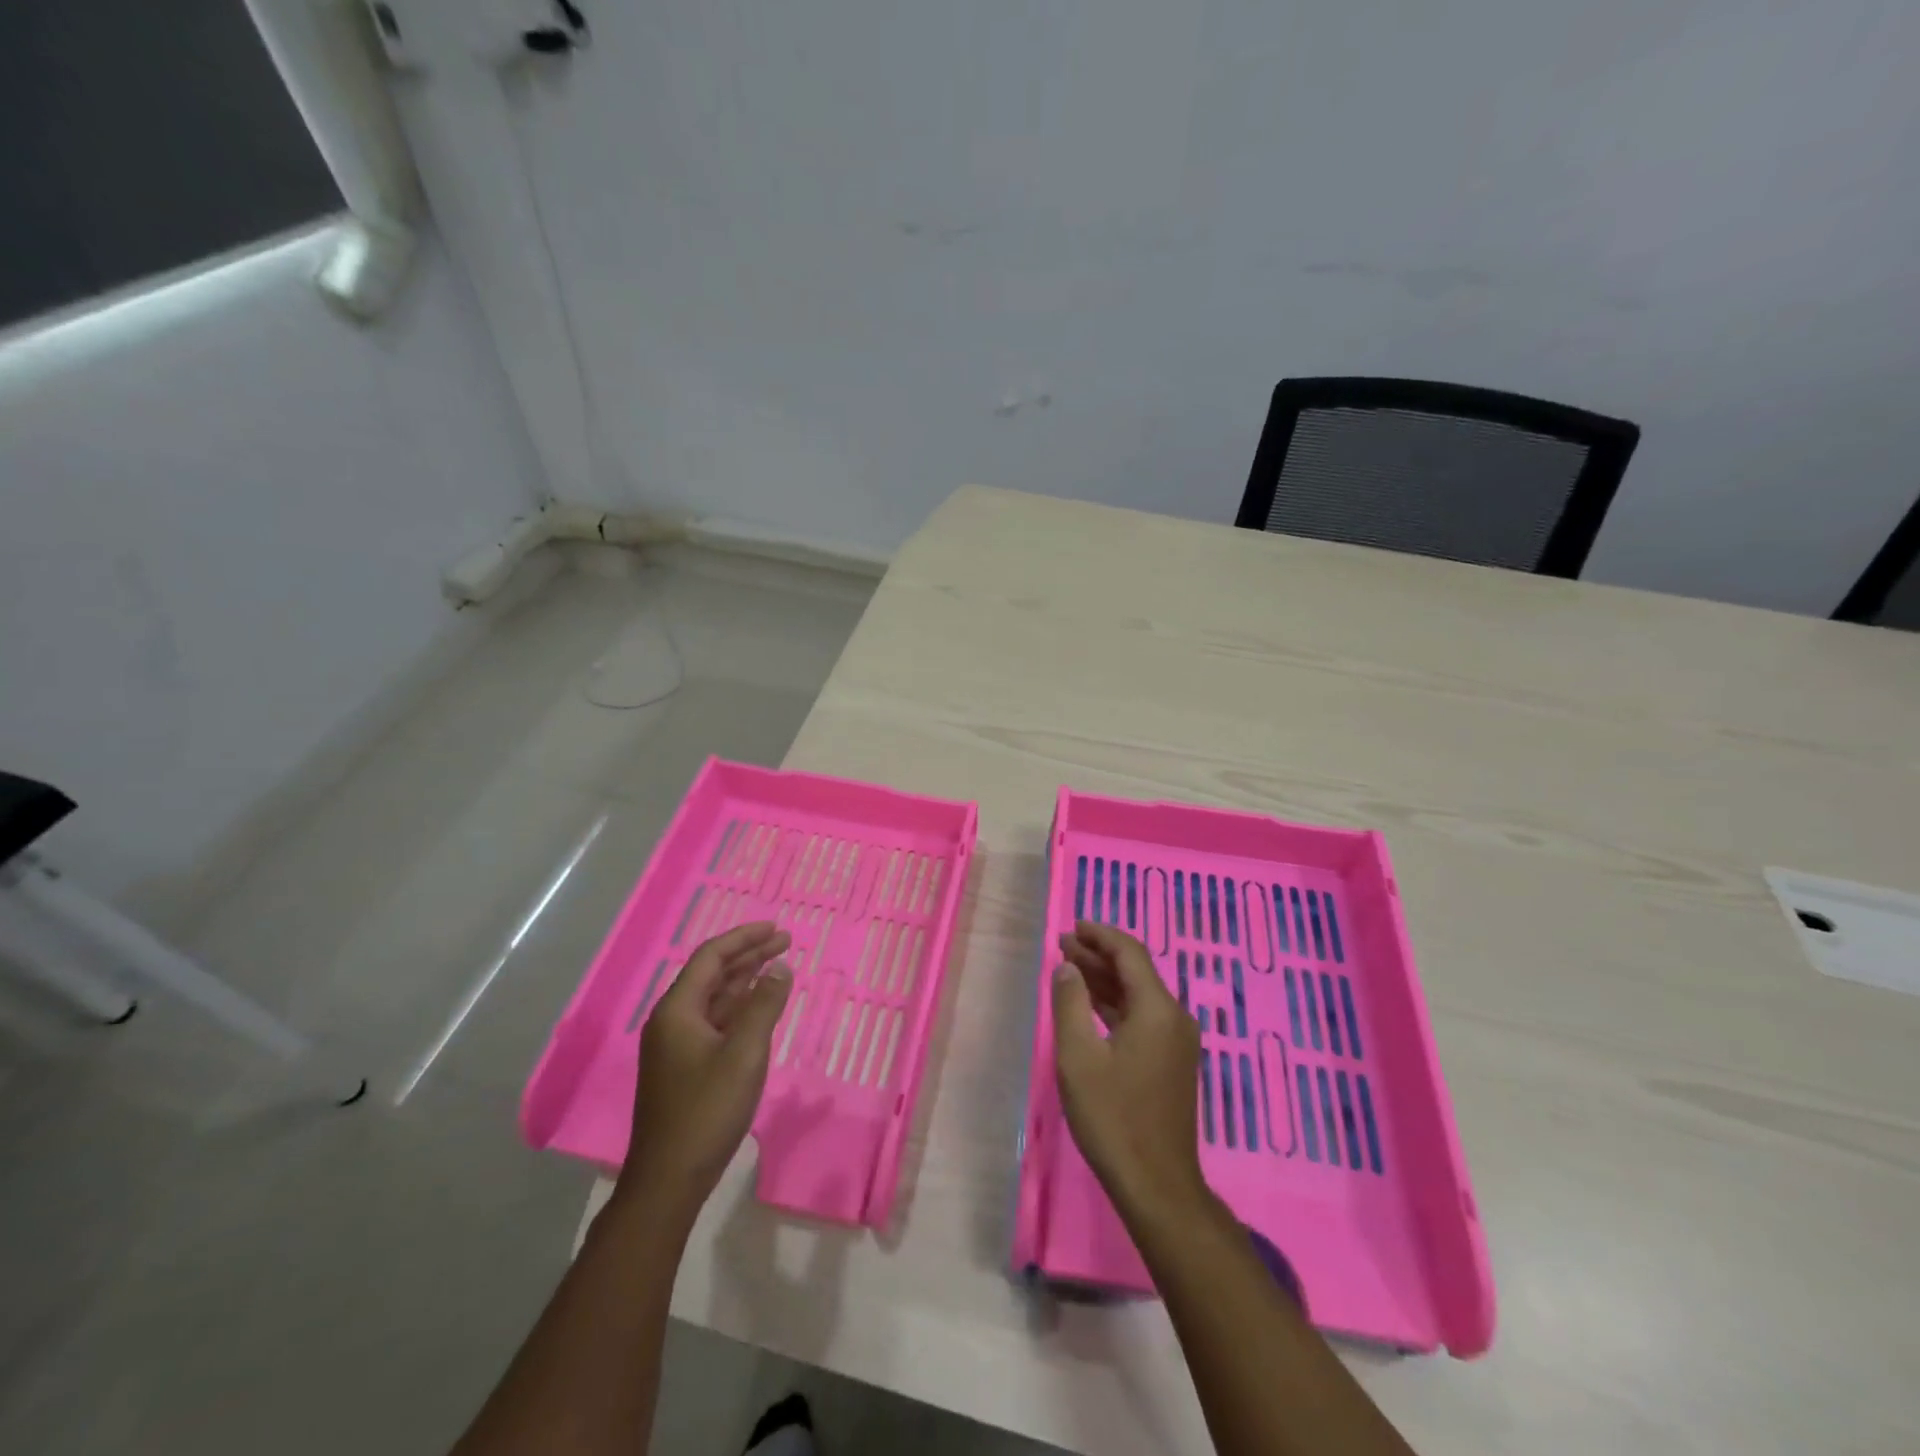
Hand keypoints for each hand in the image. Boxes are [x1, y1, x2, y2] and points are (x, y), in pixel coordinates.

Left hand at [618, 922, 793, 1221]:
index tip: (776, 928)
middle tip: (784, 941)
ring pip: (714, 999)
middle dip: (748, 955)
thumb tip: (780, 967)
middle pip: (712, 974)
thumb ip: (764, 1005)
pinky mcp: (685, 1067)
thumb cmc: (707, 1111)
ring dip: (745, 980)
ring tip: (777, 965)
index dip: (744, 938)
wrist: (669, 1180)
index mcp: (677, 1010)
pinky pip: (715, 1022)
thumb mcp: (744, 1054)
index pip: (711, 957)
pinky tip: (760, 1007)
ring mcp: (677, 1045)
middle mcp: (672, 1020)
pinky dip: (739, 1007)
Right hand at [1052, 921, 1207, 1219]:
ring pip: (1138, 995)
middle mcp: (1174, 1017)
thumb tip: (1067, 967)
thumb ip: (1070, 1003)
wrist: (1157, 1185)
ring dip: (1105, 980)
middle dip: (1098, 955)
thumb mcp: (1078, 1057)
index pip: (1129, 953)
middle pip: (1135, 971)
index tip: (1072, 927)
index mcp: (1157, 1009)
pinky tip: (1090, 1006)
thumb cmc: (1113, 1118)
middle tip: (1061, 945)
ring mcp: (1176, 1041)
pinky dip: (1115, 1005)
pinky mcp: (1171, 1062)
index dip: (1100, 935)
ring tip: (1069, 967)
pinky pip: (1142, 1018)